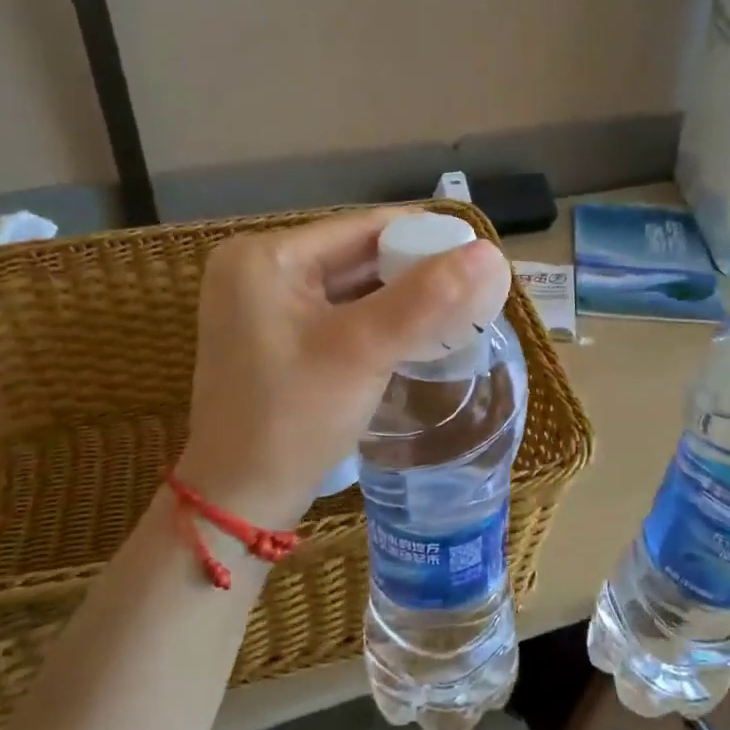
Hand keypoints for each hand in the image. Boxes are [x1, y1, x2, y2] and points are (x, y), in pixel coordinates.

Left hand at [174, 209, 512, 531]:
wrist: (238, 502)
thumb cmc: (293, 419)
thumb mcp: (363, 351)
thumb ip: (426, 298)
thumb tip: (491, 253)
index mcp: (264, 256)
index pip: (362, 228)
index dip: (425, 236)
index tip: (478, 258)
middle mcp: (256, 269)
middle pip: (355, 255)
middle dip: (414, 271)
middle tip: (474, 288)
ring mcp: (261, 305)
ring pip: (350, 286)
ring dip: (400, 296)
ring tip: (456, 309)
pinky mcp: (272, 337)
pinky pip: (337, 313)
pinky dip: (377, 319)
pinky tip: (416, 332)